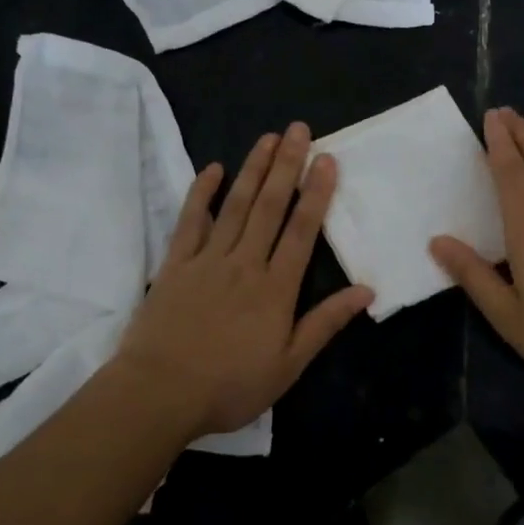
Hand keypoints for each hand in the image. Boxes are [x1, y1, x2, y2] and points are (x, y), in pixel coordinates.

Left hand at [116, 122, 373, 436]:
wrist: (158, 394)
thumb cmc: (229, 386)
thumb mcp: (288, 365)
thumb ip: (325, 324)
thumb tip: (365, 290)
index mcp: (275, 287)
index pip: (302, 230)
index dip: (316, 192)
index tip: (326, 159)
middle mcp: (245, 262)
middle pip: (270, 205)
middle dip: (287, 165)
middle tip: (299, 129)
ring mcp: (208, 259)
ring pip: (236, 205)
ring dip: (253, 169)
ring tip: (268, 138)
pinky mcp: (176, 264)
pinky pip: (191, 221)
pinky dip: (202, 193)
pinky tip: (214, 169)